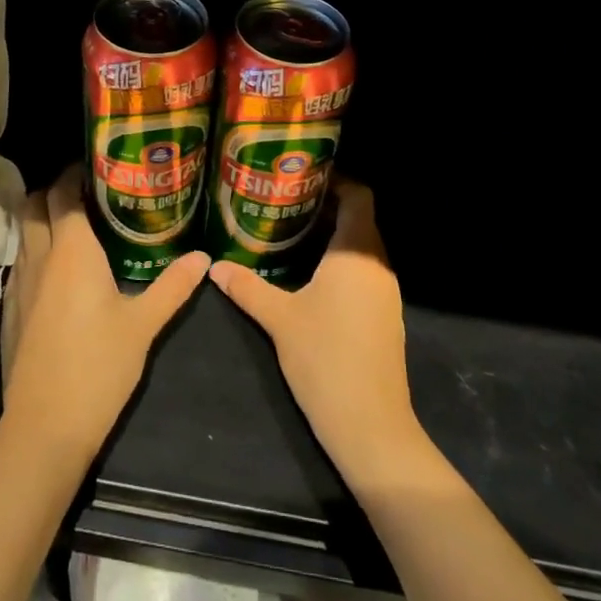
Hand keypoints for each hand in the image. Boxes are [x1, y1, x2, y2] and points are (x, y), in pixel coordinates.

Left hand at [1, 165, 209, 460]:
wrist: (44, 427)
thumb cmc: (98, 367)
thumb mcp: (144, 325)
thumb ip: (173, 286)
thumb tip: (204, 257)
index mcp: (72, 250)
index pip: (63, 192)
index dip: (74, 172)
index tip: (98, 166)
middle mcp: (40, 257)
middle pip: (34, 204)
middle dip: (54, 189)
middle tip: (88, 191)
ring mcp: (20, 283)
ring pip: (24, 232)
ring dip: (43, 218)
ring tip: (78, 224)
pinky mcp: (12, 308)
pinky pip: (21, 261)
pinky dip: (36, 248)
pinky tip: (61, 270)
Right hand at [208, 180, 421, 482]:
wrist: (370, 425)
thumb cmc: (325, 359)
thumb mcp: (279, 318)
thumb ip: (246, 286)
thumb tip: (214, 266)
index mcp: (357, 253)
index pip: (359, 196)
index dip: (336, 180)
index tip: (301, 176)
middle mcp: (377, 265)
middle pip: (359, 219)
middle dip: (325, 206)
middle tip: (283, 201)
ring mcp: (386, 292)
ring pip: (362, 247)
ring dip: (332, 236)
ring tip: (290, 231)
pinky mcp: (385, 315)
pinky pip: (364, 271)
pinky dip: (340, 261)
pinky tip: (309, 273)